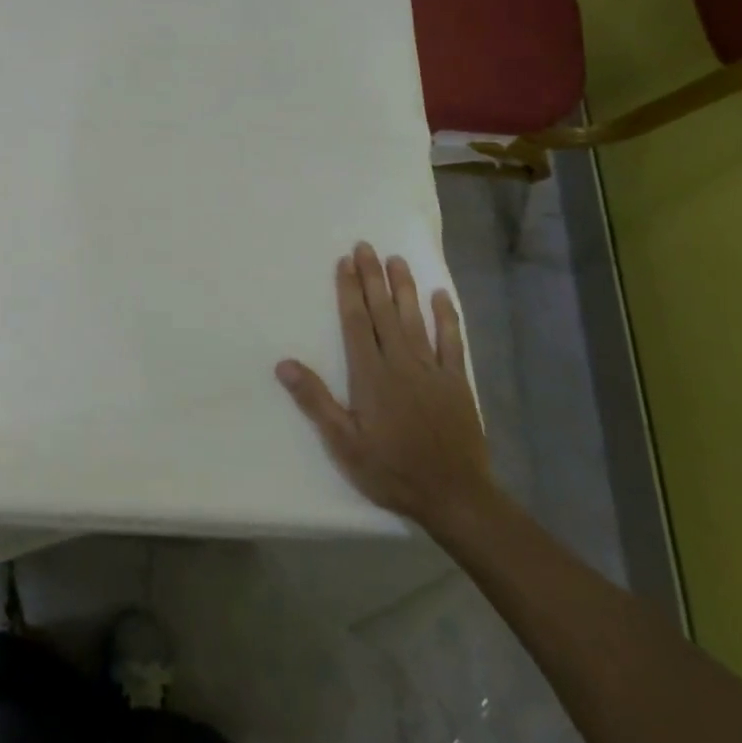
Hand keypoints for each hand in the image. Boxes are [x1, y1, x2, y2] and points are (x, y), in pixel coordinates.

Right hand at [275, 242, 490, 531]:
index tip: (345, 263)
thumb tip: (284, 364)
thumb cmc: (392, 471)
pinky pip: (453, 342)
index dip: (349, 291)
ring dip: (404, 288)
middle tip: (366, 246)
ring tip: (396, 259)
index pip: (357, 323)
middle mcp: (401, 363)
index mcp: (371, 376)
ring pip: (415, 319)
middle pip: (384, 312)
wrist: (455, 496)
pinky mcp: (458, 382)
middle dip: (373, 278)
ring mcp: (433, 370)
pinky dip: (447, 317)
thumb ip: (315, 401)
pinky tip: (440, 296)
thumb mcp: (343, 444)